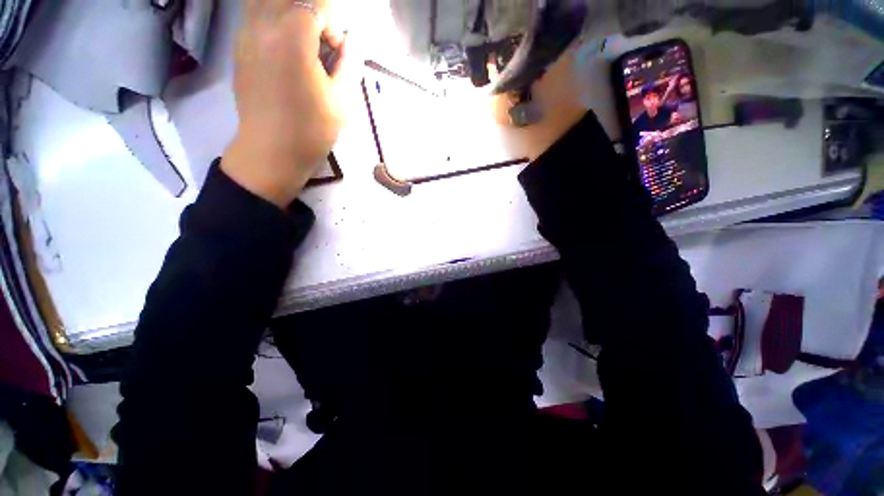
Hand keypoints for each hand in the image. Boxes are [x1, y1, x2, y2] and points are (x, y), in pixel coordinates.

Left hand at [222, 0, 348, 206]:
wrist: (272, 151)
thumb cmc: (312, 130)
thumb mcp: (342, 100)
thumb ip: (349, 64)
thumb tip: (351, 42)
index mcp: (292, 38)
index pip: (318, 5)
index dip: (334, 26)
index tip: (338, 53)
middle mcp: (263, 25)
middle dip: (314, 14)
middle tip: (323, 44)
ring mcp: (245, 34)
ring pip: (267, 1)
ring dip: (290, 12)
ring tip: (304, 40)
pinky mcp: (238, 47)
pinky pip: (255, 14)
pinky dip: (273, 19)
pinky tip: (285, 47)